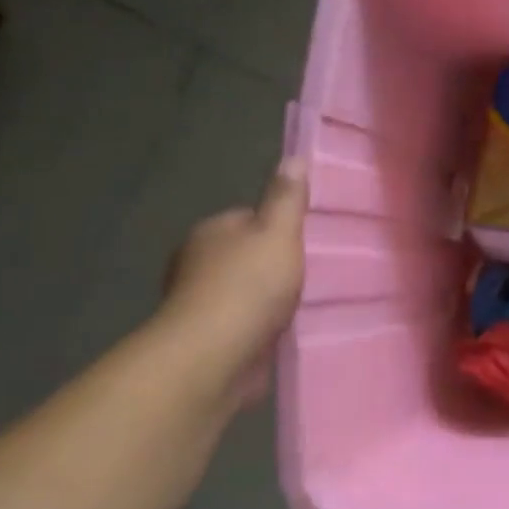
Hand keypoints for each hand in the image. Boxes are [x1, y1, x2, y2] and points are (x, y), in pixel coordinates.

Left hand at [155, 159, 307, 410]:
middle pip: (244, 254)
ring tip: (303, 304)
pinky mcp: (209, 337)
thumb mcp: (279, 233)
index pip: (249, 219)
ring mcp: (200, 302)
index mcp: (212, 230)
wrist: (216, 352)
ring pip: (243, 290)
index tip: (306, 242)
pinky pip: (243, 322)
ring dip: (267, 298)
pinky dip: (260, 325)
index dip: (278, 228)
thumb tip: (294, 156)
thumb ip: (288, 198)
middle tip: (311, 274)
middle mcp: (198, 262)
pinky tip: (284, 330)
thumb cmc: (250, 285)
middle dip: (272, 264)